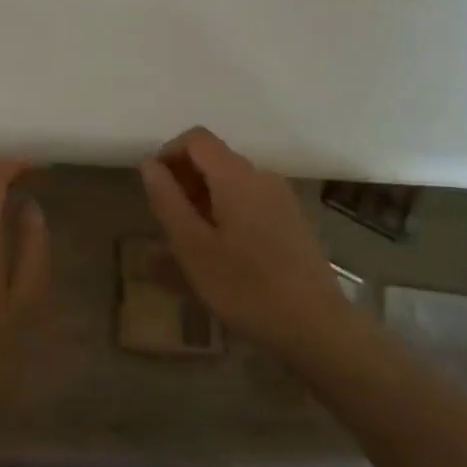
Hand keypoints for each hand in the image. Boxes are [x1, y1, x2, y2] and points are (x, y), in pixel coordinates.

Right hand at [139, 127, 355, 370]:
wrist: (317, 327)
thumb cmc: (245, 287)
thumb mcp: (193, 247)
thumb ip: (167, 200)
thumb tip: (149, 163)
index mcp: (236, 176)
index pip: (196, 139)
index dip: (168, 153)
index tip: (153, 188)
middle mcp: (261, 177)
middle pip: (214, 160)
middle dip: (184, 181)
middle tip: (167, 223)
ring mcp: (281, 199)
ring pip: (231, 184)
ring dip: (203, 201)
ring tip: (189, 245)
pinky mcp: (292, 221)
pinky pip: (249, 203)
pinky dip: (226, 215)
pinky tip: (220, 255)